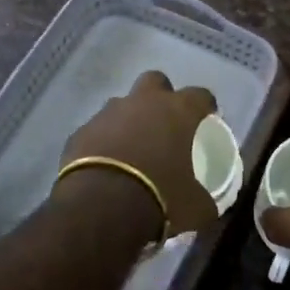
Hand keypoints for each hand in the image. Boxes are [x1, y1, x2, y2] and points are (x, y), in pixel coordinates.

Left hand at [58, 71, 218, 237]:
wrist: (100, 208)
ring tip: (132, 149)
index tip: (207, 118)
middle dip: (161, 96)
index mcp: (177, 111)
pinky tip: (105, 165)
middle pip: (155, 81)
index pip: (200, 95)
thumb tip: (208, 205)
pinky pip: (97, 130)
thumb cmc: (159, 199)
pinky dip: (103, 141)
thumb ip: (205, 199)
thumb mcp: (196, 208)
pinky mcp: (81, 131)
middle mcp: (142, 102)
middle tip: (165, 122)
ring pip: (122, 105)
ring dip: (129, 120)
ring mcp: (108, 113)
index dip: (205, 105)